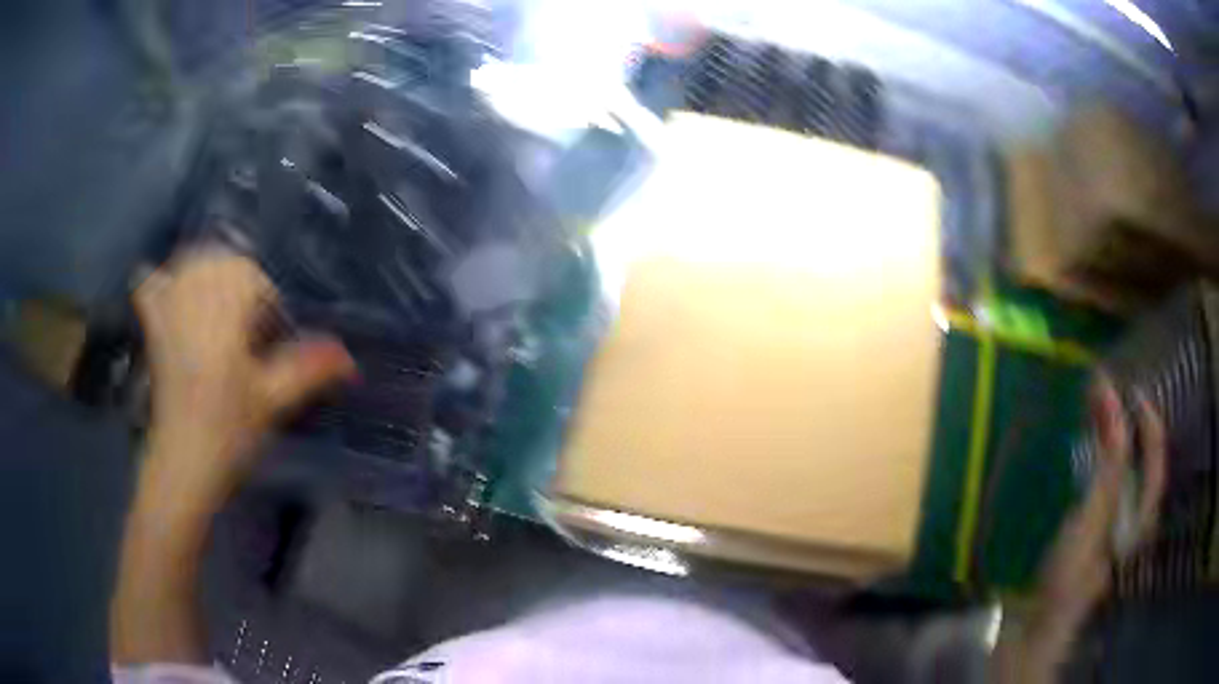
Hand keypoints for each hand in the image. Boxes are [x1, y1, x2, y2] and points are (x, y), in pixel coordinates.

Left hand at [134, 249, 354, 499]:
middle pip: (220, 260)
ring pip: (189, 262)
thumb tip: (350, 356)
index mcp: (226, 310)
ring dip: (207, 270)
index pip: (251, 277)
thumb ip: (309, 369)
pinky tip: (170, 290)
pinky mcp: (153, 328)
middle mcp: (195, 297)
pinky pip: (150, 283)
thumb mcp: (274, 401)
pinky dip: (160, 279)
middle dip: (238, 281)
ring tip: (218, 303)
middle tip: (245, 324)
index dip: (266, 303)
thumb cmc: (230, 432)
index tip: (269, 339)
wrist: (183, 462)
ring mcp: (169, 308)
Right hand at [1035, 374, 1165, 635]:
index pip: (1156, 454)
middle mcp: (1132, 515)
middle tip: (1102, 395)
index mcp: (1143, 513)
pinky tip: (1077, 454)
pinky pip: (1098, 485)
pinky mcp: (1087, 532)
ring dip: (1108, 440)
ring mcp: (1109, 525)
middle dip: (1125, 424)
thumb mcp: (1096, 516)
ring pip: (1118, 470)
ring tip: (1090, 415)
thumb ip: (1110, 459)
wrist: (1035, 625)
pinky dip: (1092, 462)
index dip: (1147, 420)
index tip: (1127, 389)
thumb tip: (1111, 396)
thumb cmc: (1072, 574)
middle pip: (1138, 459)